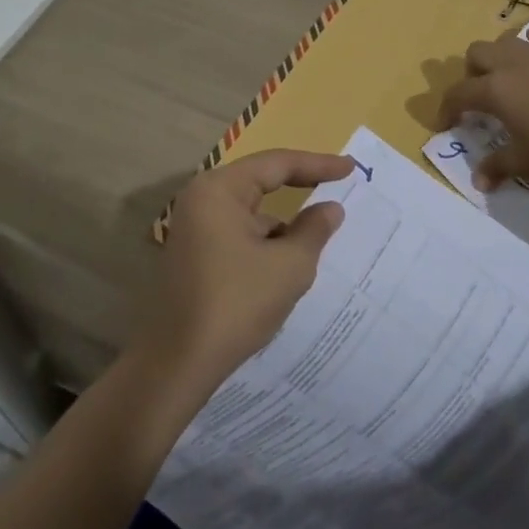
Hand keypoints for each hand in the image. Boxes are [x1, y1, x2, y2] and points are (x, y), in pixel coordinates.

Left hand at [135, 148, 353, 392]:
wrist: (177, 364)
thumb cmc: (237, 303)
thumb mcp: (289, 265)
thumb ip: (314, 230)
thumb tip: (330, 209)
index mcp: (219, 190)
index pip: (276, 163)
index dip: (317, 164)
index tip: (350, 167)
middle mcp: (202, 200)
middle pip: (260, 183)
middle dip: (299, 188)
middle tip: (338, 184)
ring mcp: (194, 229)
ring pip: (251, 214)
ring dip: (282, 224)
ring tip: (318, 239)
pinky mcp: (194, 255)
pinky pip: (239, 235)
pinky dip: (265, 243)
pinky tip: (286, 267)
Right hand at [438, 27, 528, 188]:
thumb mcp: (524, 163)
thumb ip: (496, 167)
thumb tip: (479, 183)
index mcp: (495, 90)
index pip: (458, 93)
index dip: (446, 109)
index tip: (446, 125)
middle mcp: (511, 65)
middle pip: (477, 52)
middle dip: (471, 72)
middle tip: (480, 97)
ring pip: (506, 40)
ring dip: (498, 56)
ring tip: (507, 77)